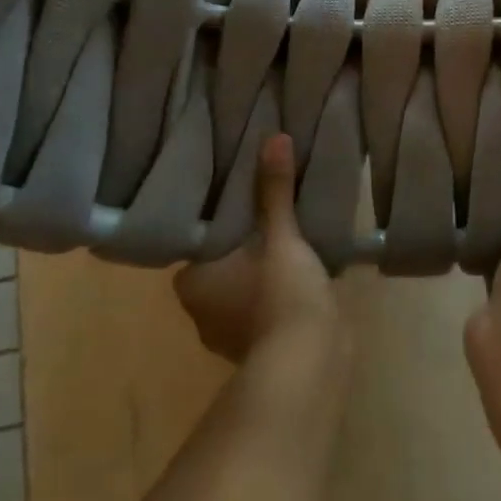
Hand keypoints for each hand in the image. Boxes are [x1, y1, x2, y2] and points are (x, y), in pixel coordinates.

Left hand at [175, 133, 339, 362]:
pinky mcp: (261, 349)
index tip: (239, 199)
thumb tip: (274, 137)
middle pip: (221, 265)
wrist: (309, 362)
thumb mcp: (281, 235)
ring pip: (243, 289)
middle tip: (267, 212)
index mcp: (191, 282)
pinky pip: (265, 308)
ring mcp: (229, 335)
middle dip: (242, 246)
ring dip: (261, 272)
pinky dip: (277, 294)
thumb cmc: (280, 294)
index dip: (218, 221)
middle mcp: (201, 312)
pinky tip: (301, 275)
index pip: (197, 241)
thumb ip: (275, 190)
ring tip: (288, 238)